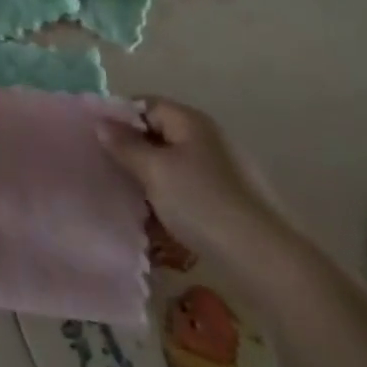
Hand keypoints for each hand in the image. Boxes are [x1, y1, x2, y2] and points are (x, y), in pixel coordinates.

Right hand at [98, 99, 297, 279]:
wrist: (269, 262)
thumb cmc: (204, 204)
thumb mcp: (155, 172)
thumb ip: (125, 145)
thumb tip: (102, 123)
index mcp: (191, 121)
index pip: (146, 104)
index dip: (119, 118)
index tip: (97, 140)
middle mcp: (209, 139)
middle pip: (160, 135)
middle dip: (133, 152)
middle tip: (109, 172)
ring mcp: (225, 172)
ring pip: (174, 166)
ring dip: (151, 181)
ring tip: (130, 202)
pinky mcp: (233, 202)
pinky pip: (191, 191)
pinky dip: (173, 201)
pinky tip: (161, 224)